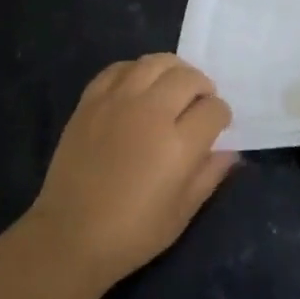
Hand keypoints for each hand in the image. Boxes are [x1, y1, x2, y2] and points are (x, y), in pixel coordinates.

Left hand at [26, 54, 237, 284]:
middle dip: (202, 88)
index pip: (214, 109)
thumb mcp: (182, 212)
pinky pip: (119, 68)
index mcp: (178, 144)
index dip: (221, 116)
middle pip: (188, 77)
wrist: (69, 236)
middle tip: (199, 104)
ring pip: (155, 62)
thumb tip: (230, 151)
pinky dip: (135, 71)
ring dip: (172, 71)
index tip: (217, 127)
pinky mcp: (90, 101)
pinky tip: (138, 87)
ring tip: (172, 88)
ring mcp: (117, 102)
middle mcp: (150, 112)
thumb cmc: (133, 233)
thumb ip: (210, 174)